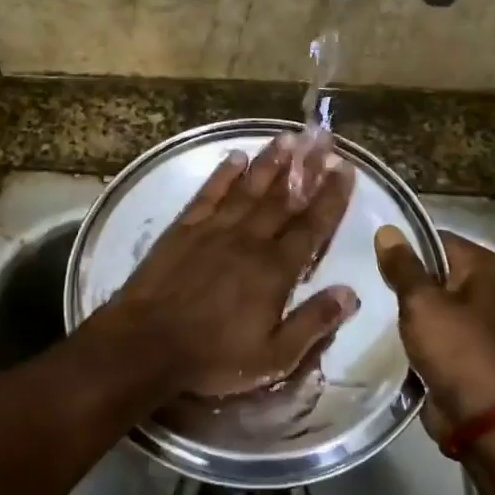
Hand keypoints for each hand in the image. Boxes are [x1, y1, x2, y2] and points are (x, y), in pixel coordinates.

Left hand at [92, 133, 359, 400]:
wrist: (145, 345)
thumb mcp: (273, 357)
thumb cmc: (212, 357)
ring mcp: (214, 230)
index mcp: (274, 270)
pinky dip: (223, 174)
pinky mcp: (183, 229)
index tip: (346, 168)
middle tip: (323, 140)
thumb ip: (313, 324)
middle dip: (306, 169)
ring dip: (270, 162)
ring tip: (288, 137)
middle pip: (283, 199)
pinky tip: (235, 157)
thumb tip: (350, 293)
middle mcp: (248, 240)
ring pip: (248, 189)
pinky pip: (208, 194)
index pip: (311, 227)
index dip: (331, 197)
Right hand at [375, 228, 494, 434]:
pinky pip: (434, 328)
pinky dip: (414, 329)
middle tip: (363, 275)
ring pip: (432, 302)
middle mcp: (489, 289)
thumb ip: (403, 265)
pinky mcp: (465, 349)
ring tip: (368, 299)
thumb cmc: (455, 347)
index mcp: (487, 268)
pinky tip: (383, 329)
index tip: (370, 251)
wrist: (479, 416)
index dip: (405, 245)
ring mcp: (479, 321)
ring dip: (406, 306)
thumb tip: (387, 229)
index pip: (438, 240)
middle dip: (404, 276)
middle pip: (436, 270)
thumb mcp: (422, 301)